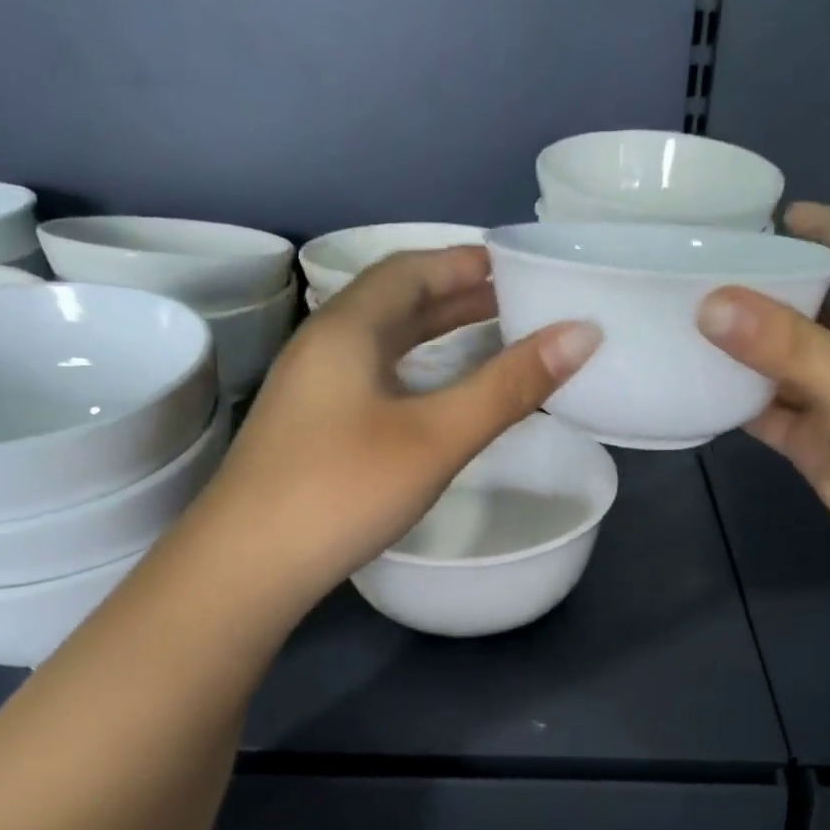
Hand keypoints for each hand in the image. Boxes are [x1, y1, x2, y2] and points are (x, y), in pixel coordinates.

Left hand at [195, 245, 599, 609]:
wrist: (247, 567)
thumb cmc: (344, 490)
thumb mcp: (436, 437)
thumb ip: (508, 386)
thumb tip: (583, 333)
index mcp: (347, 328)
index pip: (410, 270)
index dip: (463, 262)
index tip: (515, 268)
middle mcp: (323, 346)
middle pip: (394, 302)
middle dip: (455, 296)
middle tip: (514, 303)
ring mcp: (310, 389)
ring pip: (381, 342)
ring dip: (433, 334)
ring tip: (486, 340)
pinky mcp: (309, 429)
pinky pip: (371, 376)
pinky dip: (414, 370)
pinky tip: (432, 396)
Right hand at [696, 202, 829, 581]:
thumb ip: (780, 342)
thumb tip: (706, 304)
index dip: (812, 226)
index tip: (755, 214)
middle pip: (802, 302)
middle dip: (756, 288)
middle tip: (689, 272)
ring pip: (775, 361)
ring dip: (736, 348)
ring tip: (675, 324)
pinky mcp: (813, 440)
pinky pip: (764, 410)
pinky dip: (733, 402)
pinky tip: (691, 388)